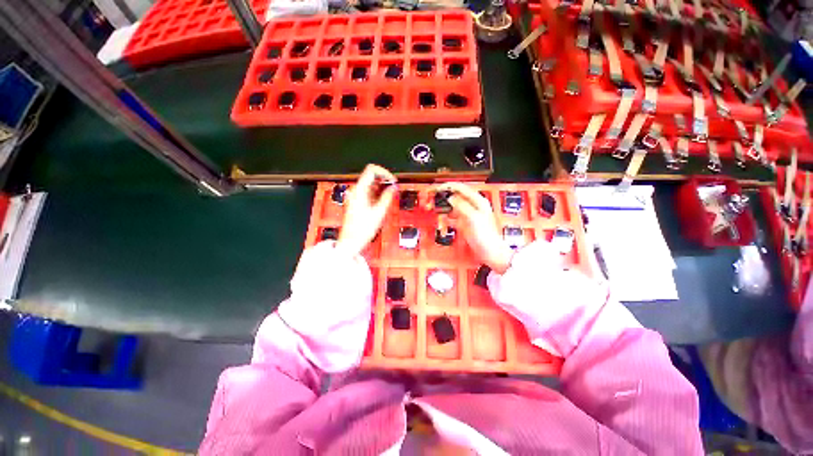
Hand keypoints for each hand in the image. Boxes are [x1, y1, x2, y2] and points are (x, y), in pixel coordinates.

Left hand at [336, 164, 396, 255]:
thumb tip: (394, 187)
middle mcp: (355, 191)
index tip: (392, 180)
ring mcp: (355, 196)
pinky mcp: (356, 202)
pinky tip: (382, 202)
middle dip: (384, 180)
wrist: (351, 241)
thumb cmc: (361, 229)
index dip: (384, 172)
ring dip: (381, 188)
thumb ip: (388, 197)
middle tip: (394, 188)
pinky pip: (368, 192)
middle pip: (371, 176)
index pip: (372, 170)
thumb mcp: (379, 212)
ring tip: (389, 196)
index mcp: (359, 190)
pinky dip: (376, 194)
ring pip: (370, 184)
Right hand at [435, 182, 513, 273]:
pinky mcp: (464, 223)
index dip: (448, 187)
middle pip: (455, 196)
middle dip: (443, 197)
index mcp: (478, 201)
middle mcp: (473, 206)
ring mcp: (468, 215)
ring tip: (437, 211)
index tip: (437, 189)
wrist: (490, 251)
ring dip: (444, 208)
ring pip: (452, 207)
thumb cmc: (486, 236)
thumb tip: (450, 198)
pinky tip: (442, 222)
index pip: (461, 188)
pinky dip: (446, 218)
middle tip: (433, 199)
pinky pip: (452, 217)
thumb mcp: (473, 218)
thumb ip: (461, 206)